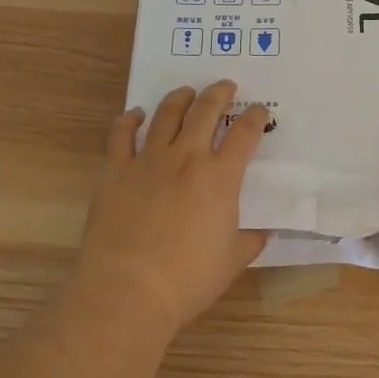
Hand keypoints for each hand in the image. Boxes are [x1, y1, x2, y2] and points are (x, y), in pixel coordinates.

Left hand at [73, 80, 269, 340]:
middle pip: (206, 111)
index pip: (245, 134)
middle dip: (219, 94)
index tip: (259, 111)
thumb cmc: (187, 279)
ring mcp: (148, 160)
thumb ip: (250, 241)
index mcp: (221, 177)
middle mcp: (187, 158)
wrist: (127, 291)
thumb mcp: (231, 262)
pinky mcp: (116, 171)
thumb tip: (262, 232)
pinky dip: (129, 120)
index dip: (255, 117)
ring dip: (180, 98)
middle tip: (226, 87)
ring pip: (166, 114)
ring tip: (186, 92)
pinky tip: (136, 115)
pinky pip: (121, 135)